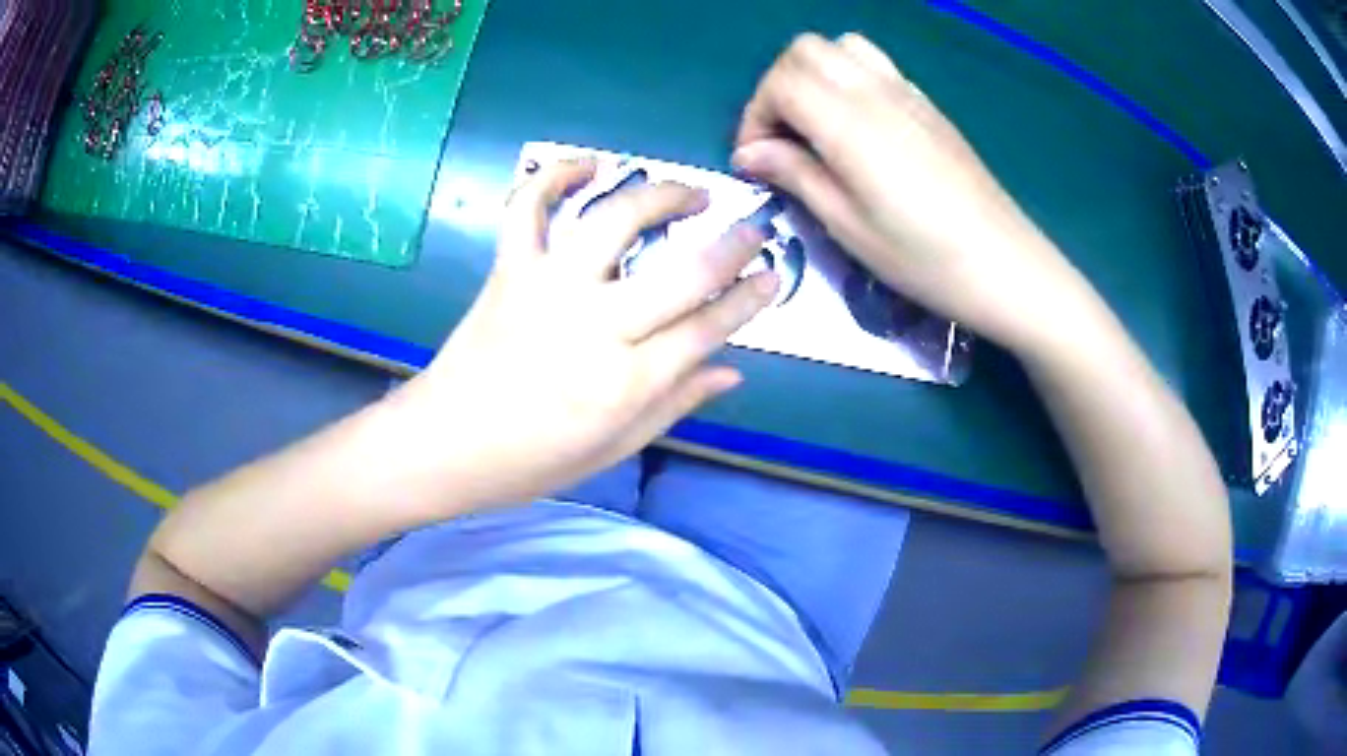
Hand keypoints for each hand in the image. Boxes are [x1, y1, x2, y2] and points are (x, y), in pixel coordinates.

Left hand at [392, 159, 778, 510]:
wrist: (444, 444)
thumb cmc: (531, 461)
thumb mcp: (614, 449)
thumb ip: (675, 404)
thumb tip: (731, 371)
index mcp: (627, 382)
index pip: (709, 327)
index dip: (750, 298)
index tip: (775, 274)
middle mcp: (596, 325)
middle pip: (681, 271)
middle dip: (732, 244)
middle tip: (755, 227)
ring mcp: (549, 288)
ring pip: (615, 221)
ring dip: (662, 195)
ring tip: (692, 192)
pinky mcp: (510, 269)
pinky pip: (530, 207)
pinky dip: (556, 175)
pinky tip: (590, 165)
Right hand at [733, 33, 1096, 354]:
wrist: (1004, 263)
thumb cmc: (924, 258)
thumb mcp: (848, 226)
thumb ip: (795, 175)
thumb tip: (750, 153)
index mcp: (850, 124)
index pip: (781, 82)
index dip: (755, 115)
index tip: (756, 159)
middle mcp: (876, 92)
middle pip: (806, 50)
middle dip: (778, 85)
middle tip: (782, 138)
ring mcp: (907, 93)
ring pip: (841, 47)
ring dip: (814, 75)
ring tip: (816, 125)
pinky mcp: (928, 104)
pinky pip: (875, 64)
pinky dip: (848, 79)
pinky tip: (857, 128)